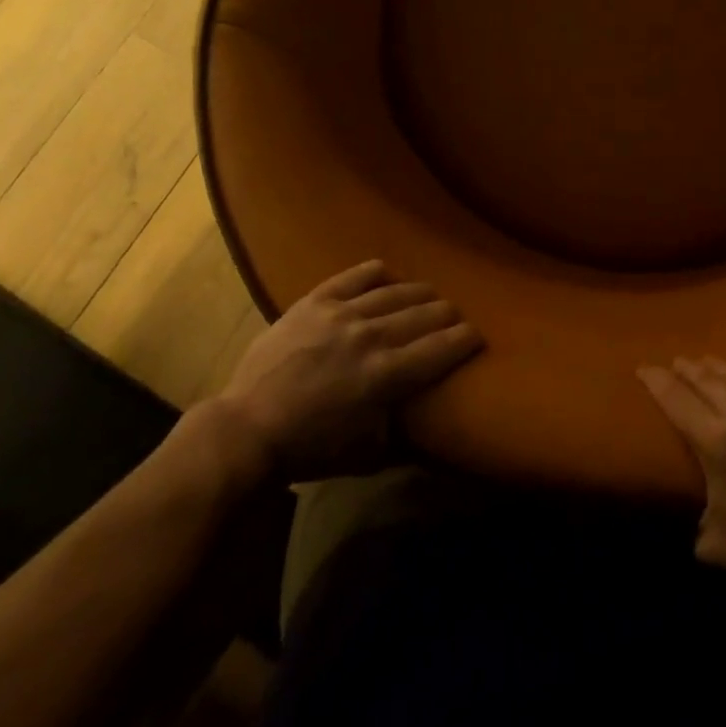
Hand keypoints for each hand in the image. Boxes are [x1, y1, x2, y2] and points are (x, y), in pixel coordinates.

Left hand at [216, 261, 481, 480]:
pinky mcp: (316, 301)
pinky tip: (387, 274)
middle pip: (425, 314)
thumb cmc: (309, 448)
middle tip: (456, 316)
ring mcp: (342, 313)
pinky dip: (376, 272)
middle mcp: (371, 336)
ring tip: (429, 295)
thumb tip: (423, 415)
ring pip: (395, 292)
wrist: (248, 428)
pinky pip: (355, 276)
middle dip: (448, 314)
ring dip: (420, 293)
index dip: (466, 339)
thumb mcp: (366, 453)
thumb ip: (401, 430)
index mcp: (386, 375)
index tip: (477, 335)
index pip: (441, 348)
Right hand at [640, 357, 725, 585]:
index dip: (655, 380)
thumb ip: (695, 528)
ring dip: (710, 365)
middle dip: (683, 369)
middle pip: (702, 377)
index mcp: (715, 441)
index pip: (675, 398)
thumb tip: (688, 524)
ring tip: (700, 364)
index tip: (643, 369)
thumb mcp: (720, 544)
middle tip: (672, 364)